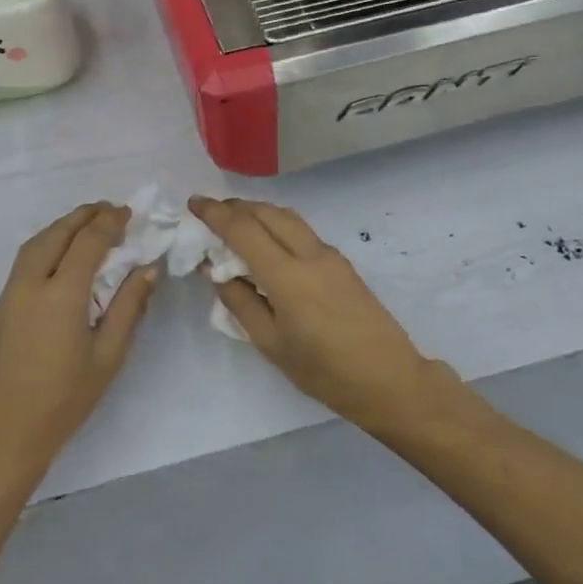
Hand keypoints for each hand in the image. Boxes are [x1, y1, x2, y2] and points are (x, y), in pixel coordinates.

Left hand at [0, 203, 156, 484]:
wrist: (3, 433)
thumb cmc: (64, 400)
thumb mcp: (108, 356)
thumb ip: (129, 307)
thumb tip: (147, 269)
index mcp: (61, 295)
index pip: (88, 242)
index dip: (109, 223)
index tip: (129, 214)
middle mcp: (30, 284)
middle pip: (56, 233)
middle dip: (84, 216)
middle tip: (110, 210)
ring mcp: (9, 294)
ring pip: (35, 243)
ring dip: (62, 227)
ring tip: (87, 225)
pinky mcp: (0, 306)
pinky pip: (25, 260)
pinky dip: (47, 244)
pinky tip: (62, 255)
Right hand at [190, 197, 454, 429]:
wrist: (389, 379)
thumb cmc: (324, 371)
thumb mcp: (271, 344)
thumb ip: (240, 302)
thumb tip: (217, 271)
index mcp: (288, 276)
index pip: (243, 229)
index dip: (215, 213)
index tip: (193, 204)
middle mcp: (310, 254)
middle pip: (267, 213)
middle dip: (236, 206)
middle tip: (210, 212)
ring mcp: (330, 256)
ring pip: (288, 218)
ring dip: (258, 212)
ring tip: (235, 222)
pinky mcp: (342, 264)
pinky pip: (302, 232)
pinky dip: (277, 225)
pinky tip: (267, 243)